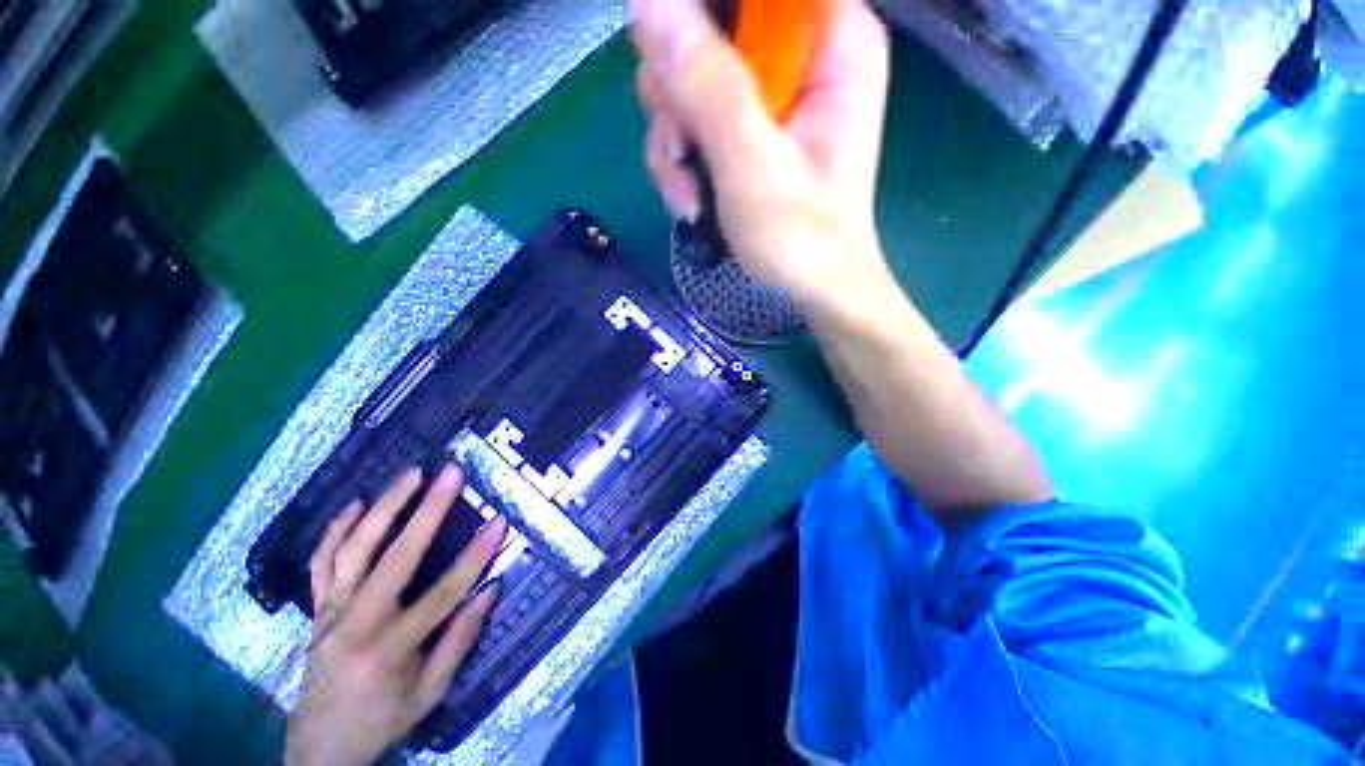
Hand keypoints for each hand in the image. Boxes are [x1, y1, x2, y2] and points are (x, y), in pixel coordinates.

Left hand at [285, 465, 506, 765]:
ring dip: (384, 507)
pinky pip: (322, 563)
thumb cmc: (383, 718)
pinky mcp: (317, 608)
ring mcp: (332, 612)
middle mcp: (357, 624)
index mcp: (390, 650)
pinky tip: (355, 504)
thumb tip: (490, 589)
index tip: (499, 521)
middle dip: (428, 511)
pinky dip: (336, 530)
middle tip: (451, 475)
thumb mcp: (430, 692)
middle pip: (396, 558)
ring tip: (411, 474)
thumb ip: (460, 640)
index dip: (475, 556)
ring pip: (354, 549)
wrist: (319, 745)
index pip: (443, 594)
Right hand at [631, 0, 894, 317]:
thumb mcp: (753, 165)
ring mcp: (767, 96)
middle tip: (682, 148)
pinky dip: (681, 163)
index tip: (676, 68)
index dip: (705, 14)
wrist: (811, 292)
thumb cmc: (803, 240)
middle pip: (709, 24)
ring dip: (673, 140)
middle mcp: (798, 54)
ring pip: (688, 77)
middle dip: (678, 91)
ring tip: (689, 194)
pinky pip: (692, 121)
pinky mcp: (746, 132)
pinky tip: (691, 202)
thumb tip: (649, 2)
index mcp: (830, 39)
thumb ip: (706, 85)